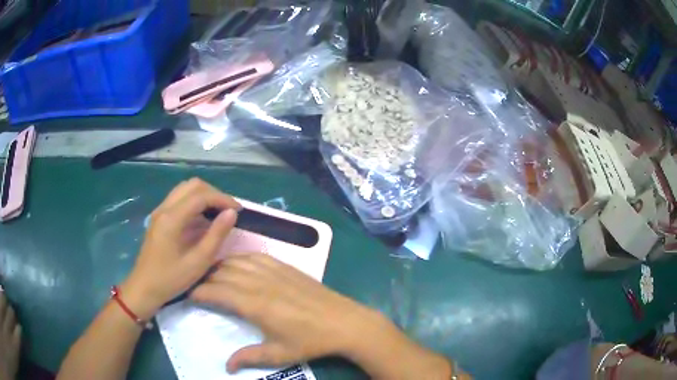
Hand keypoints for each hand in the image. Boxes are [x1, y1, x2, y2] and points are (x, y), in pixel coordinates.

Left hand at [123, 179, 240, 319]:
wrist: (144, 287)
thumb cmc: (171, 279)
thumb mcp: (198, 262)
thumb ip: (216, 235)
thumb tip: (232, 213)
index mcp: (172, 218)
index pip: (201, 196)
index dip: (222, 199)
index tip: (238, 211)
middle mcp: (164, 208)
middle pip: (192, 185)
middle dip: (214, 194)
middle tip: (228, 211)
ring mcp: (159, 211)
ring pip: (185, 189)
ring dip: (204, 196)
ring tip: (218, 213)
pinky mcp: (159, 217)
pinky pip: (179, 199)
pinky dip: (194, 202)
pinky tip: (202, 219)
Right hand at [190, 254, 454, 378]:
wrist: (345, 322)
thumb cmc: (310, 341)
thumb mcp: (278, 354)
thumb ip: (249, 357)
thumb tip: (226, 365)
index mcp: (255, 305)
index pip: (216, 292)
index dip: (199, 292)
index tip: (188, 295)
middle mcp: (260, 282)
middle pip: (222, 273)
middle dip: (205, 278)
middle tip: (196, 286)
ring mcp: (274, 271)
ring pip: (236, 261)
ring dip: (220, 266)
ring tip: (210, 275)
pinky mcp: (286, 266)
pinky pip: (255, 256)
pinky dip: (240, 258)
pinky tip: (237, 265)